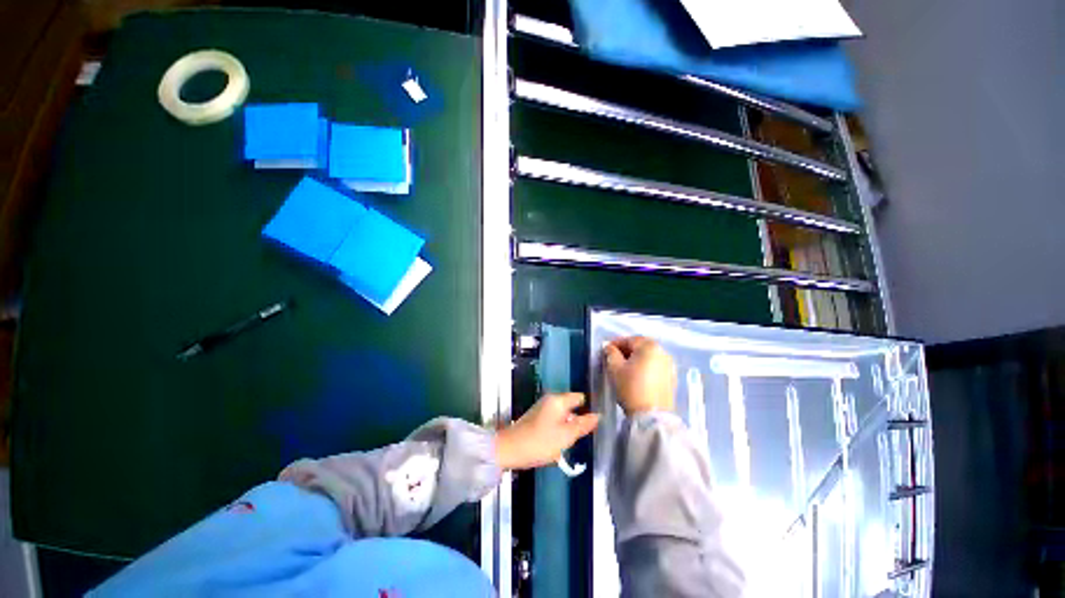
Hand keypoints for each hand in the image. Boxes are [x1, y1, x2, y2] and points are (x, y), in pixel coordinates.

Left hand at [495, 393, 599, 469]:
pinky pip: (554, 420)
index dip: (590, 408)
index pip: (580, 397)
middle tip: (583, 435)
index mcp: (558, 400)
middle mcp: (550, 400)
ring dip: (569, 426)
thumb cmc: (540, 442)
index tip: (596, 422)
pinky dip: (559, 429)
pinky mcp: (536, 417)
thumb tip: (598, 415)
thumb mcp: (566, 436)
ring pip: (563, 415)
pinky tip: (558, 443)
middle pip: (572, 406)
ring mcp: (542, 408)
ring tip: (571, 441)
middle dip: (579, 419)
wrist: (510, 449)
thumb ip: (583, 425)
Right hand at [604, 336, 676, 414]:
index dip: (615, 344)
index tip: (606, 350)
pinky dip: (645, 367)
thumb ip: (611, 353)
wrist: (651, 416)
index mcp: (649, 346)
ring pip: (649, 357)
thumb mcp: (615, 368)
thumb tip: (609, 346)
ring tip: (625, 368)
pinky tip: (637, 376)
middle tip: (614, 358)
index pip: (629, 340)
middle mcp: (663, 352)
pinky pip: (655, 366)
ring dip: (636, 359)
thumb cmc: (631, 387)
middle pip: (641, 346)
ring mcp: (669, 365)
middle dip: (627, 350)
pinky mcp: (672, 378)